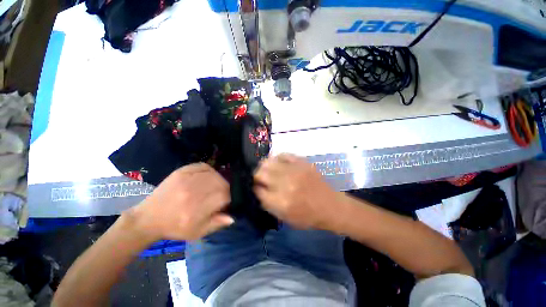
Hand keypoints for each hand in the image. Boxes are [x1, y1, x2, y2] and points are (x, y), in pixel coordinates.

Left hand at [129, 163, 233, 240]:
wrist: (148, 218)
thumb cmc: (175, 228)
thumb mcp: (197, 233)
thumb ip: (216, 224)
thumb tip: (232, 217)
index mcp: (195, 210)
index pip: (224, 196)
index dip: (228, 200)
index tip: (223, 204)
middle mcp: (192, 192)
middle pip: (221, 184)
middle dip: (225, 190)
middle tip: (220, 196)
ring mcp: (186, 179)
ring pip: (215, 175)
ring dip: (219, 181)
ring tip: (214, 188)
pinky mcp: (181, 171)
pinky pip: (204, 166)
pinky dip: (210, 171)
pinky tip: (208, 178)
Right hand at [254, 154, 343, 229]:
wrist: (330, 206)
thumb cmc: (308, 216)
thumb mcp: (285, 218)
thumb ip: (268, 204)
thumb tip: (258, 190)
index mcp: (281, 202)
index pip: (257, 190)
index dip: (255, 188)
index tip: (256, 187)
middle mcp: (285, 184)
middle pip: (260, 173)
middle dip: (256, 176)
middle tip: (260, 178)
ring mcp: (294, 170)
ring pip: (268, 162)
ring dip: (264, 166)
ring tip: (267, 169)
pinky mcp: (302, 162)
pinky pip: (283, 155)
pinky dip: (277, 158)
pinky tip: (278, 163)